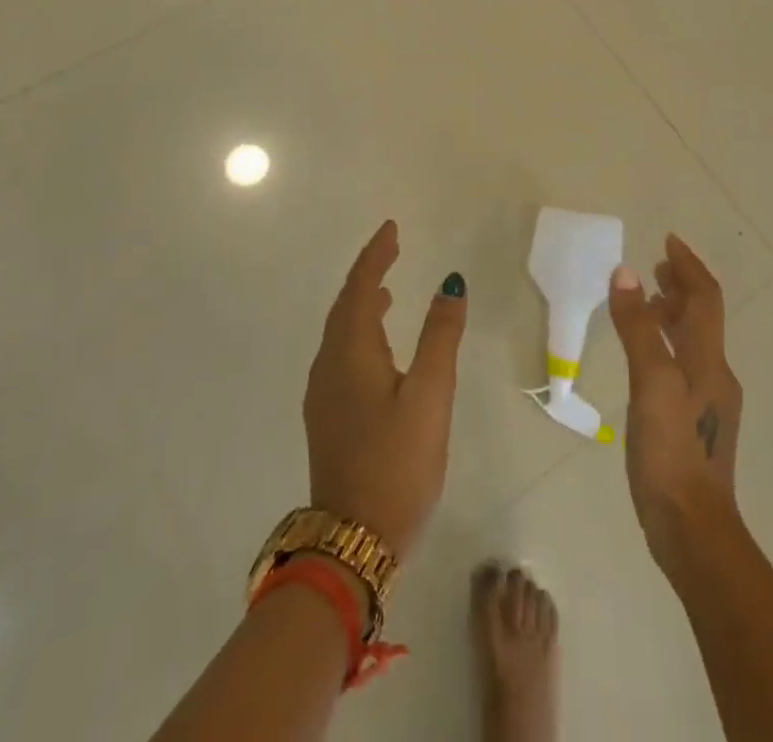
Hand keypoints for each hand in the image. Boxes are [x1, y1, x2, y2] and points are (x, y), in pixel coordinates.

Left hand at [303, 220, 467, 557]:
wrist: (353, 543)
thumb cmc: (397, 462)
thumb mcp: (430, 396)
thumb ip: (440, 337)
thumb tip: (450, 284)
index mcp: (349, 353)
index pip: (359, 288)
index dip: (375, 255)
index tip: (392, 229)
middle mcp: (328, 367)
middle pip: (344, 307)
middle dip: (367, 275)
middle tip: (391, 251)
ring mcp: (323, 396)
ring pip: (340, 333)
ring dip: (361, 305)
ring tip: (386, 293)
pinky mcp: (328, 419)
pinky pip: (341, 356)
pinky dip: (359, 334)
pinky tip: (378, 348)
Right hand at [607, 235, 743, 573]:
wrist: (694, 530)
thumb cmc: (672, 451)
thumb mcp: (650, 383)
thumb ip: (638, 328)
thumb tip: (626, 273)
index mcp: (709, 360)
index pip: (705, 298)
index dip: (688, 266)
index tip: (668, 240)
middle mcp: (715, 374)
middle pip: (703, 317)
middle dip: (682, 286)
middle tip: (657, 266)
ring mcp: (709, 402)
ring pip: (694, 341)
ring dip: (674, 314)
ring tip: (646, 303)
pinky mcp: (696, 423)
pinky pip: (684, 365)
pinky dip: (667, 343)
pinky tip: (646, 357)